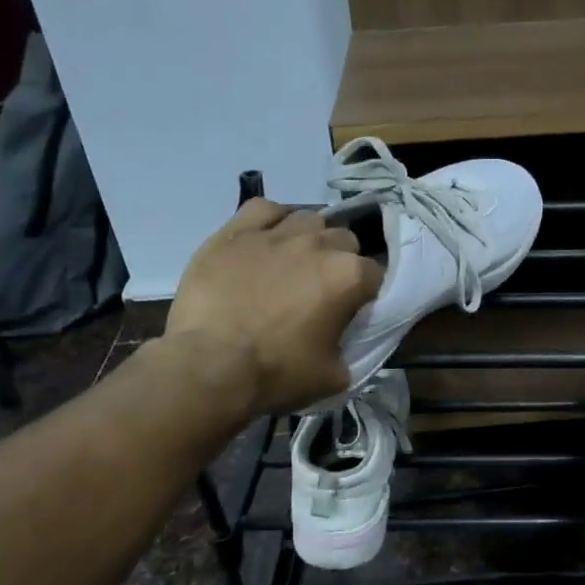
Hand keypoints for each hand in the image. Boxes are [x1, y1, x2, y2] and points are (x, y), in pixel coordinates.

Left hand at [163, 199, 381, 414]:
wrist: (210, 365)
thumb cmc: (277, 373)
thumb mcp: (333, 375)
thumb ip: (351, 350)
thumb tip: (347, 343)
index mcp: (349, 276)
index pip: (374, 274)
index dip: (365, 293)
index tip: (352, 311)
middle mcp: (319, 244)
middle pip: (344, 240)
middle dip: (340, 261)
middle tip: (322, 289)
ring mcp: (277, 233)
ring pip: (308, 219)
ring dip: (310, 238)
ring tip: (294, 263)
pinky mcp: (237, 231)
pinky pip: (265, 209)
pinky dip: (272, 220)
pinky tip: (266, 240)